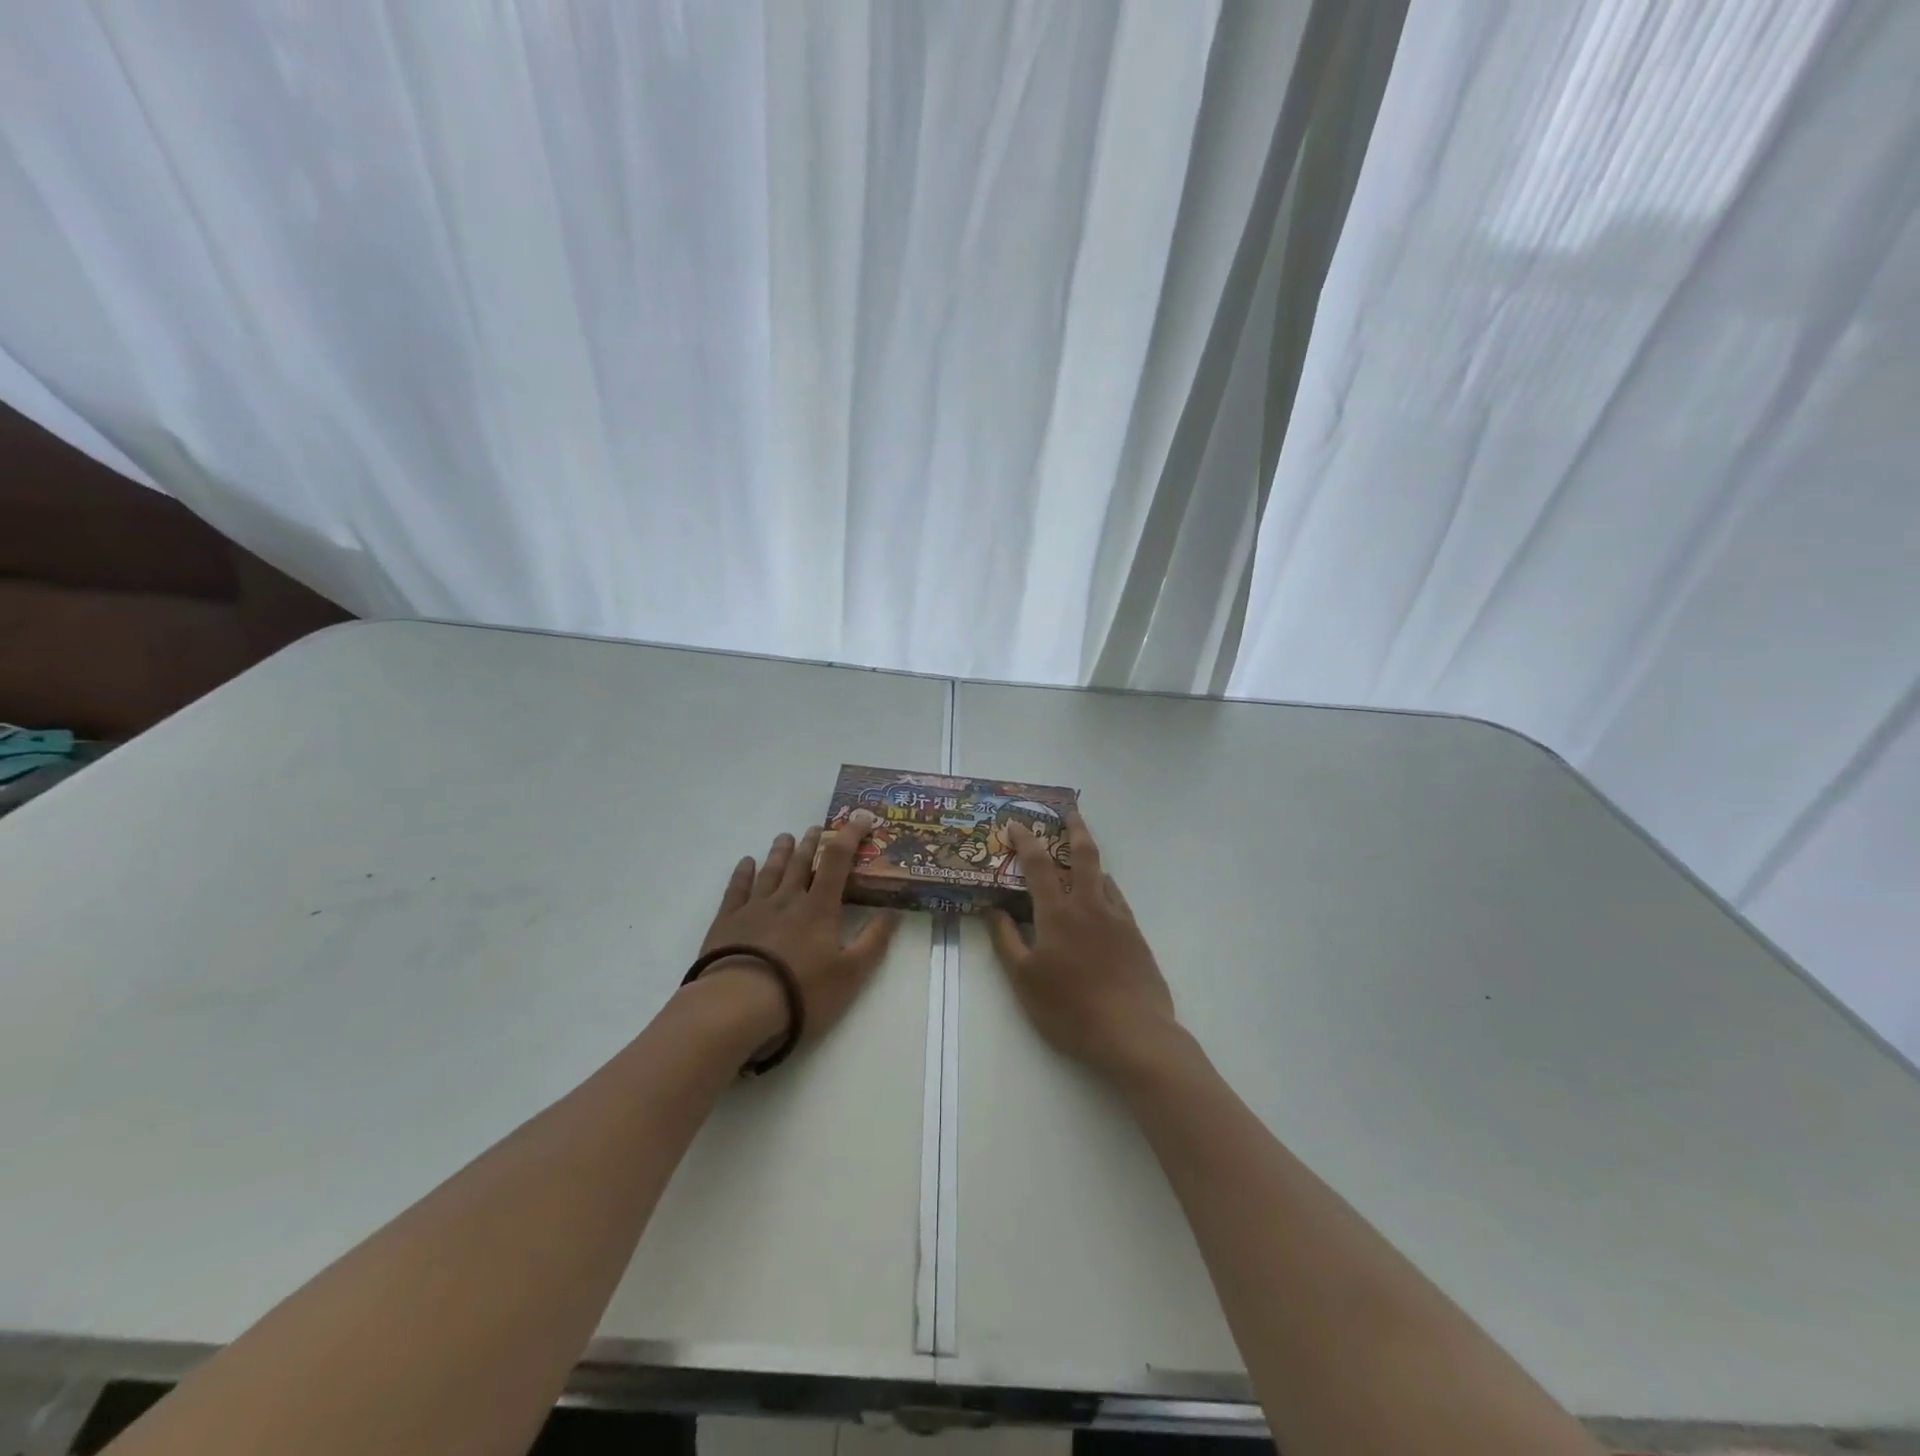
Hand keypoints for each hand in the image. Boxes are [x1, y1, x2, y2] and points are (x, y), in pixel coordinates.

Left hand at [695, 811, 899, 1050]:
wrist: (738, 1005)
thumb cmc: (802, 991)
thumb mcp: (851, 973)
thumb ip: (874, 940)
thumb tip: (895, 911)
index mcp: (819, 908)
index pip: (838, 861)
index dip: (850, 836)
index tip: (861, 818)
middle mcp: (787, 898)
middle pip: (801, 863)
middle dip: (812, 843)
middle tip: (817, 828)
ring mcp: (754, 908)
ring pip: (770, 871)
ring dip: (780, 852)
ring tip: (784, 836)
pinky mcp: (727, 922)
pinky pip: (736, 889)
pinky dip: (742, 873)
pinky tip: (745, 863)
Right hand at [985, 811, 1179, 1083]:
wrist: (1133, 1033)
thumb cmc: (1069, 1008)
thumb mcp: (1024, 979)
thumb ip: (1007, 941)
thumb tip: (994, 910)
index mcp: (1058, 912)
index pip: (1037, 864)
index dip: (1025, 839)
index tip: (1015, 823)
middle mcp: (1090, 905)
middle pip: (1084, 854)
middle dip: (1075, 827)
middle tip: (1069, 810)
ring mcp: (1118, 919)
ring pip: (1105, 877)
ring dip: (1090, 862)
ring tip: (1079, 862)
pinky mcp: (1137, 937)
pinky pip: (1118, 901)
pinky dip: (1106, 890)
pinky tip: (1102, 904)